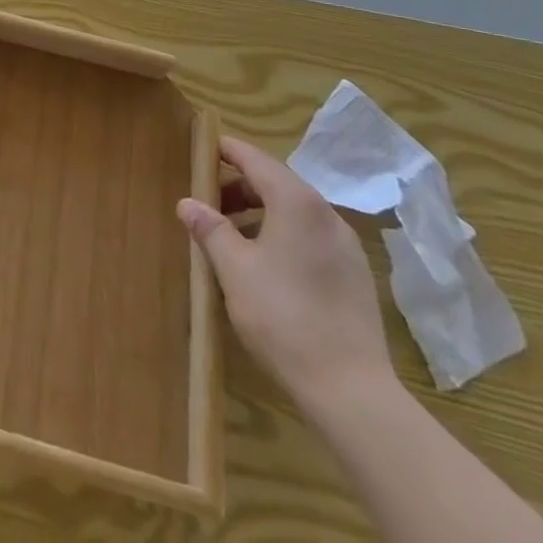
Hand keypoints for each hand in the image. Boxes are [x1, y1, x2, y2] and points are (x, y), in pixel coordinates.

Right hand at [178, 135, 393, 406]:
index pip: (255, 159)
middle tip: (209, 203)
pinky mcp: (355, 275)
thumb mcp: (234, 269)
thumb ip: (210, 229)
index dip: (227, 151)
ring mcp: (346, 246)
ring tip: (232, 236)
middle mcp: (326, 214)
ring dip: (261, 212)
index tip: (202, 151)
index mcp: (296, 203)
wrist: (352, 392)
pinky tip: (266, 265)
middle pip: (277, 182)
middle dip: (240, 186)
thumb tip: (187, 203)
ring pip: (295, 211)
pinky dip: (283, 234)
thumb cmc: (283, 317)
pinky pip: (311, 236)